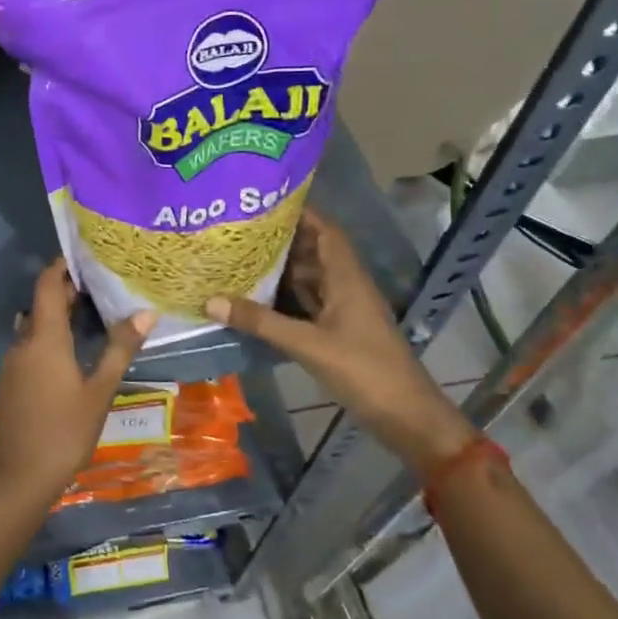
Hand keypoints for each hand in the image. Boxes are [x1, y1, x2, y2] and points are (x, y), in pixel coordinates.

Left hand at [0, 262, 156, 505]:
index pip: (47, 284)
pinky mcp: (10, 382)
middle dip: (69, 292)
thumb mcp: (100, 391)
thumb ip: (120, 348)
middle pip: (42, 304)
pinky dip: (50, 338)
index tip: (87, 256)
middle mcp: (22, 343)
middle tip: (103, 287)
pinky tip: (73, 353)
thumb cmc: (64, 431)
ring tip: (93, 316)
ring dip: (60, 317)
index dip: (62, 265)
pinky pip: (30, 347)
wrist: (19, 478)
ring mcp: (12, 363)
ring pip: (36, 327)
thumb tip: (146, 311)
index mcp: (43, 338)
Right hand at [206, 209, 472, 476]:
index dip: (300, 212)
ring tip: (241, 256)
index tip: (263, 201)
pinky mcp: (339, 332)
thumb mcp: (308, 345)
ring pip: (310, 278)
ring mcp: (344, 310)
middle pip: (314, 251)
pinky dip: (286, 297)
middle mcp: (346, 286)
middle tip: (240, 229)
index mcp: (347, 277)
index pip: (325, 230)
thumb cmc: (364, 371)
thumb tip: (211, 300)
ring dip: (281, 269)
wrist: (406, 417)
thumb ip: (261, 322)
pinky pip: (309, 302)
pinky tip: (257, 297)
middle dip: (281, 239)